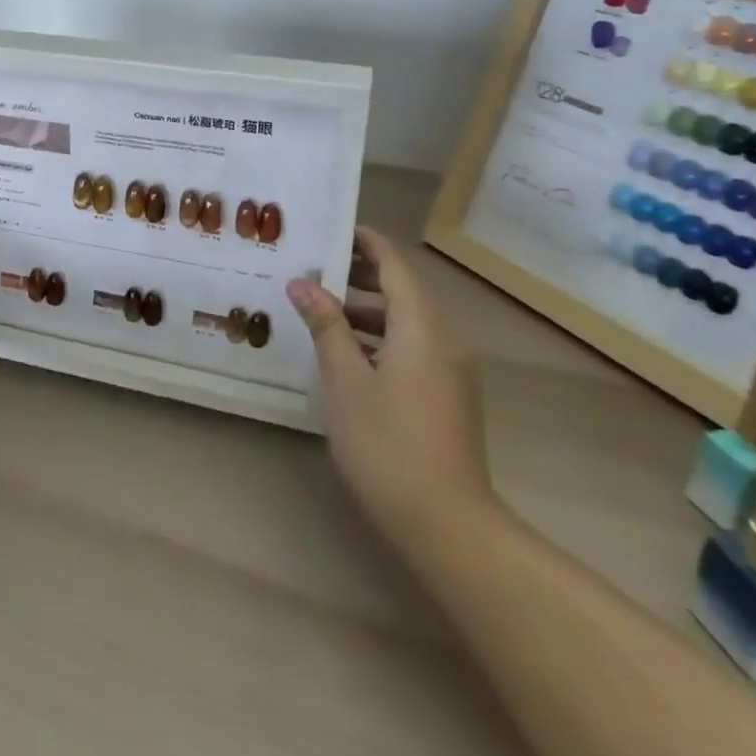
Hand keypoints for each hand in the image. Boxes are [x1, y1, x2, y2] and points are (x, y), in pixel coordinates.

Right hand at [287, 227, 493, 539]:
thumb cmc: (387, 443)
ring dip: (367, 311)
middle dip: (360, 276)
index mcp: (421, 326)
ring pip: (407, 322)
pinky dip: (381, 339)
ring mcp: (451, 370)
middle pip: (402, 290)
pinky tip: (347, 355)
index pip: (394, 265)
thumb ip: (326, 325)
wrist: (448, 525)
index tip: (332, 231)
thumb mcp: (345, 379)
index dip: (365, 243)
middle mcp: (444, 338)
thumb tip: (303, 283)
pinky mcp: (449, 396)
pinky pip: (413, 347)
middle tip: (314, 270)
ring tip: (321, 311)